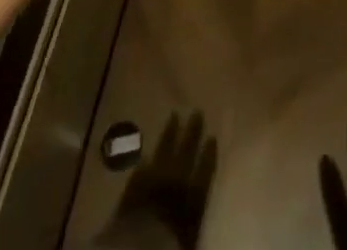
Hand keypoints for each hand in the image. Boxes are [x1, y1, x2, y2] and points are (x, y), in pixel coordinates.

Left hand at [93, 112, 216, 249]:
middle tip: (196, 111)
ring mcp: (154, 177)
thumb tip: (201, 198)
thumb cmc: (173, 244)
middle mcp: (176, 179)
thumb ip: (196, 212)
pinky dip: (147, 159)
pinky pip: (142, 167)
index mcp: (194, 193)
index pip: (206, 168)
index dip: (209, 153)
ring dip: (169, 133)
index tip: (212, 136)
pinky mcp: (134, 184)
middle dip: (192, 131)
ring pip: (164, 149)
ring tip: (174, 115)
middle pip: (186, 151)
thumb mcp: (193, 234)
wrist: (140, 246)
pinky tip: (148, 153)